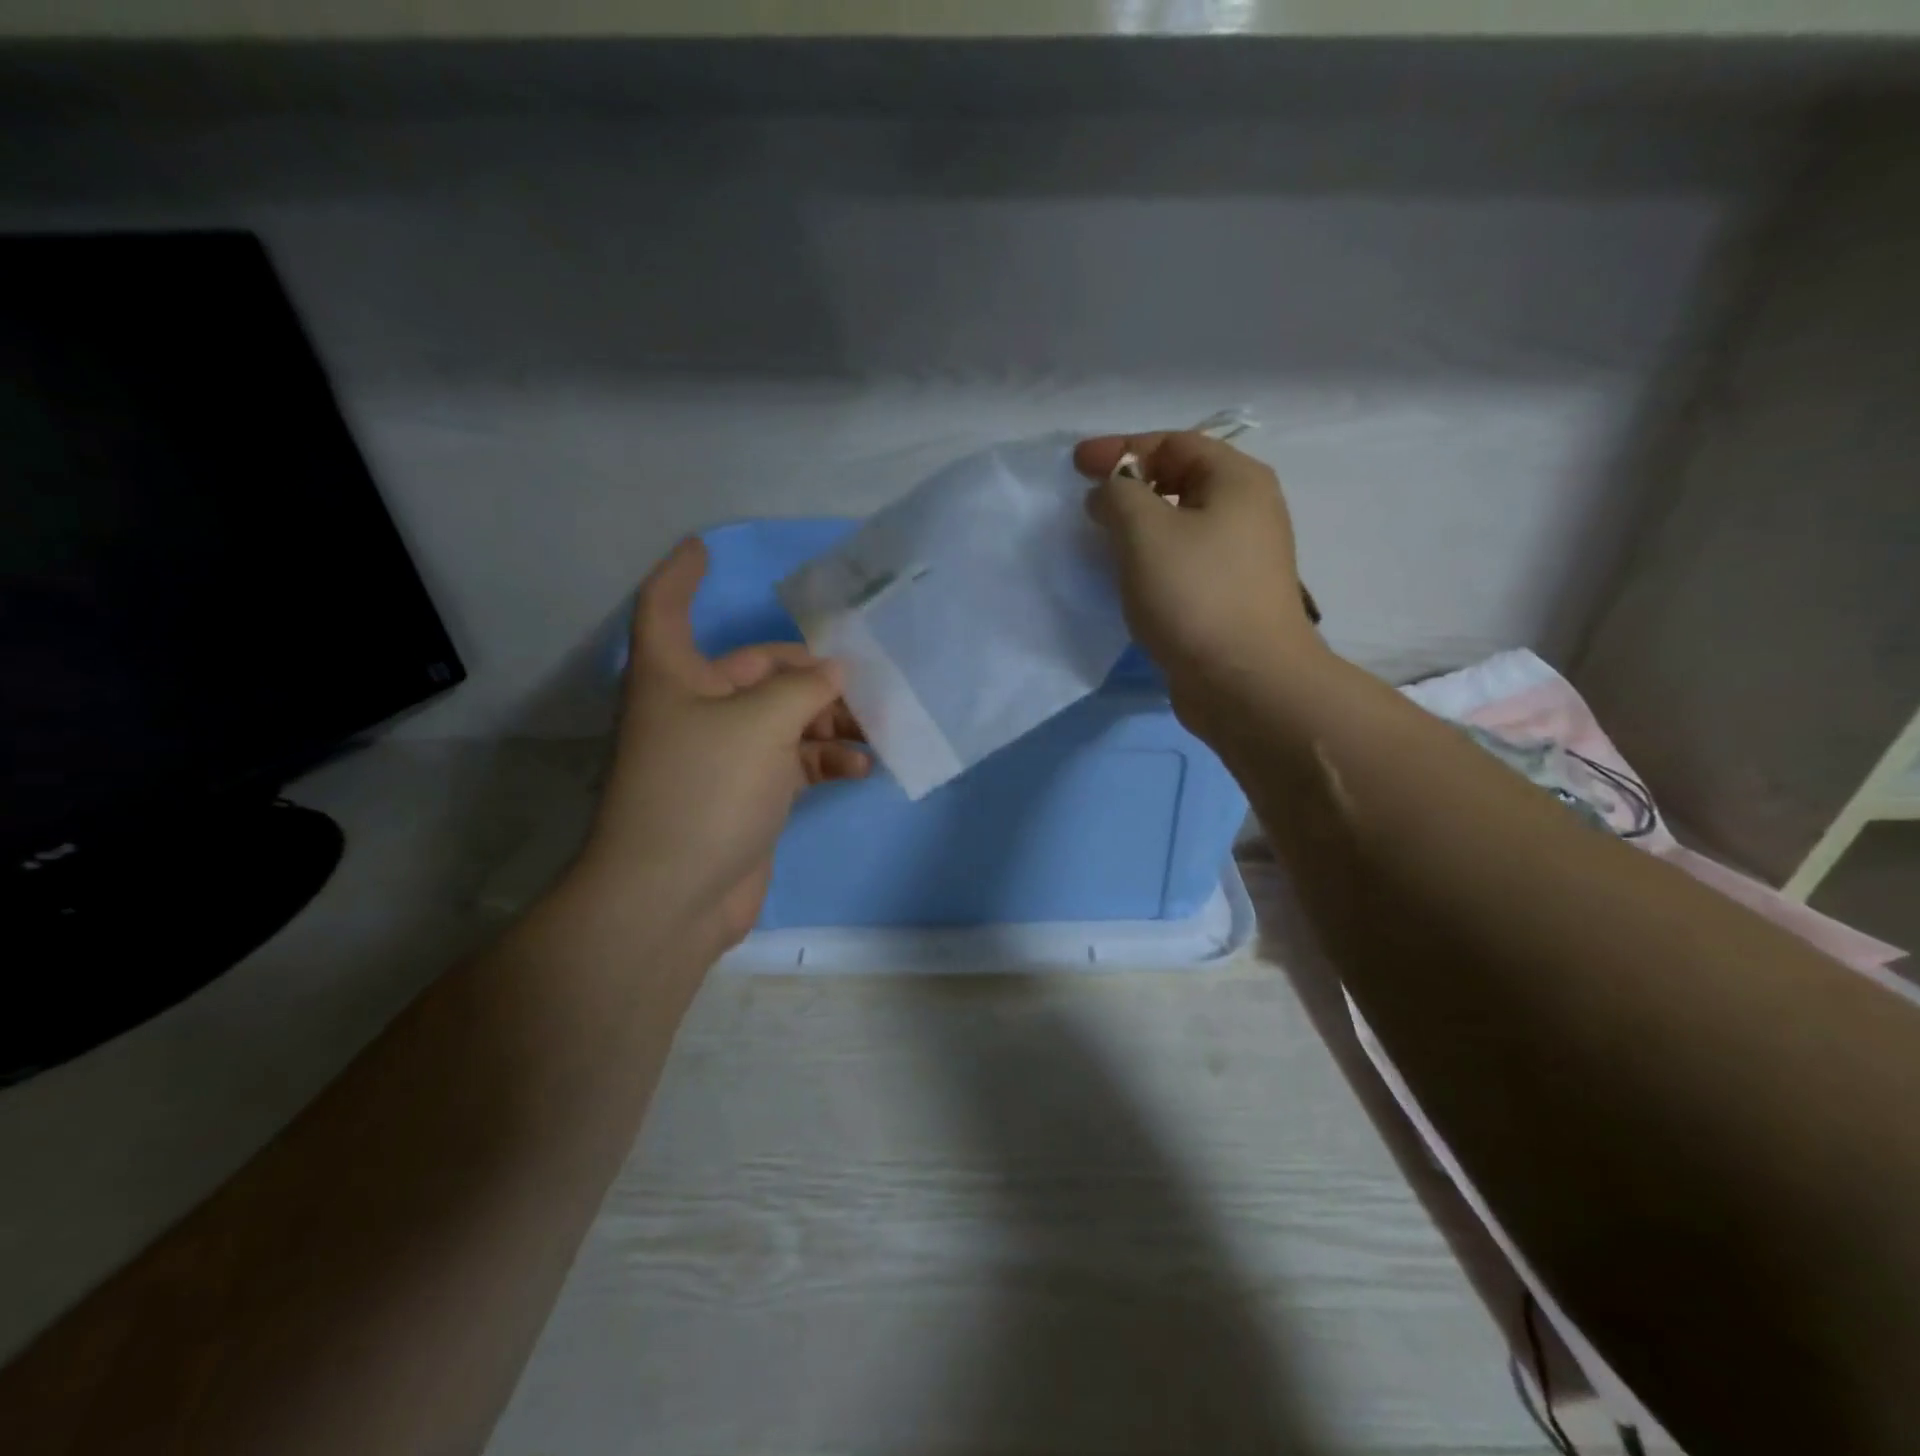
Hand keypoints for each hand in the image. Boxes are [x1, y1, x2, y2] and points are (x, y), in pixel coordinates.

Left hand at [580, 537, 869, 949]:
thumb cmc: (704, 789)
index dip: (681, 575)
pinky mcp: (748, 794)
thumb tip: (835, 674)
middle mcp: (695, 708)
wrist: (675, 896)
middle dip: (811, 673)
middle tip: (864, 681)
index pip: (665, 607)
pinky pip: (793, 761)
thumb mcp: (761, 723)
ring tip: (875, 727)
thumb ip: (805, 688)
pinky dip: (825, 759)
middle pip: (757, 669)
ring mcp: (723, 755)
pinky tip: (861, 766)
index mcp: (674, 676)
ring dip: (829, 720)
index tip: (704, 547)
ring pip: (784, 718)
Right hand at [1074, 431, 1321, 724]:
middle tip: (1087, 503)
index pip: (1173, 443)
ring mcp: (1242, 558)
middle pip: (1180, 479)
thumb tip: (1110, 494)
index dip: (1120, 448)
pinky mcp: (1230, 597)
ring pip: (1181, 524)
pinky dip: (1152, 559)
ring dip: (1139, 526)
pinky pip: (1184, 561)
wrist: (1245, 681)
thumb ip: (1119, 495)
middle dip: (1129, 486)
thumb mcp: (1144, 531)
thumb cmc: (1194, 595)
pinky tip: (1129, 577)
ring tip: (1101, 539)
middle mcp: (1248, 511)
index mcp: (1237, 480)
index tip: (1076, 466)